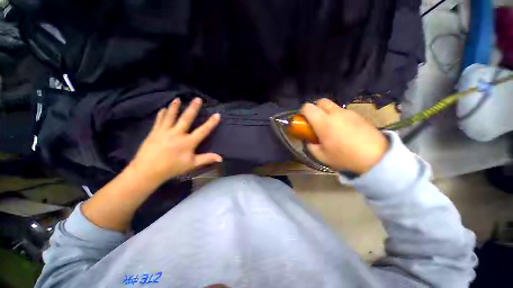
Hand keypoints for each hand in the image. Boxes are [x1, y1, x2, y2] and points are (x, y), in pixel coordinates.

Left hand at [128, 97, 221, 186]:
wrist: (147, 171)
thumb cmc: (172, 168)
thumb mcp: (192, 164)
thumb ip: (206, 159)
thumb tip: (221, 158)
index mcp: (188, 142)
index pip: (203, 131)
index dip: (211, 123)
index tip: (217, 114)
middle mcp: (177, 134)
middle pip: (186, 118)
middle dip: (193, 108)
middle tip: (197, 98)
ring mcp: (164, 131)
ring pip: (171, 116)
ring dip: (175, 107)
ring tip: (178, 99)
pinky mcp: (154, 132)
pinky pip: (159, 120)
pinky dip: (162, 114)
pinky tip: (163, 109)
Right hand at [301, 98, 388, 173]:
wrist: (377, 157)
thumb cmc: (345, 157)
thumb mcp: (322, 156)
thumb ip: (311, 146)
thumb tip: (309, 141)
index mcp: (323, 122)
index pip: (308, 107)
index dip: (302, 112)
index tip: (303, 121)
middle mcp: (335, 113)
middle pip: (321, 101)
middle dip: (315, 109)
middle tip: (316, 122)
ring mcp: (348, 113)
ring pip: (332, 106)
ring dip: (327, 113)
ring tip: (331, 128)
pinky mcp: (358, 115)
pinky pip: (343, 112)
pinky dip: (338, 117)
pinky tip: (343, 130)